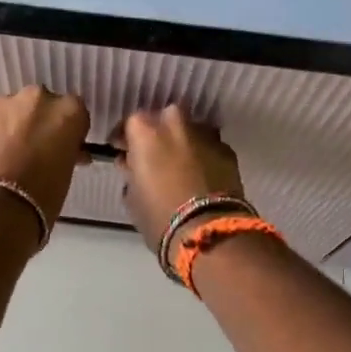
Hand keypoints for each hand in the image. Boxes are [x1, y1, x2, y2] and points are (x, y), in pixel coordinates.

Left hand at [0, 86, 91, 233]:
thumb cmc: (42, 197)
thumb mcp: (66, 172)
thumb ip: (66, 152)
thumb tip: (63, 150)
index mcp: (68, 111)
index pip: (75, 112)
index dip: (69, 130)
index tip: (64, 147)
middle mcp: (37, 99)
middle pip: (42, 104)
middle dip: (39, 122)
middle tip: (35, 149)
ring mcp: (2, 104)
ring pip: (12, 110)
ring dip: (13, 125)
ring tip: (7, 155)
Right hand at [114, 106, 248, 254]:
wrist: (209, 233)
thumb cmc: (159, 216)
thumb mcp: (132, 196)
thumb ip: (131, 172)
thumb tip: (132, 164)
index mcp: (146, 131)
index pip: (130, 123)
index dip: (125, 138)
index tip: (122, 151)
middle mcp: (176, 124)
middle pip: (163, 118)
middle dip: (158, 133)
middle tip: (153, 155)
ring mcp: (205, 135)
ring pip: (190, 130)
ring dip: (183, 142)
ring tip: (179, 165)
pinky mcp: (227, 151)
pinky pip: (209, 147)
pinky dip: (203, 156)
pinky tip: (201, 175)